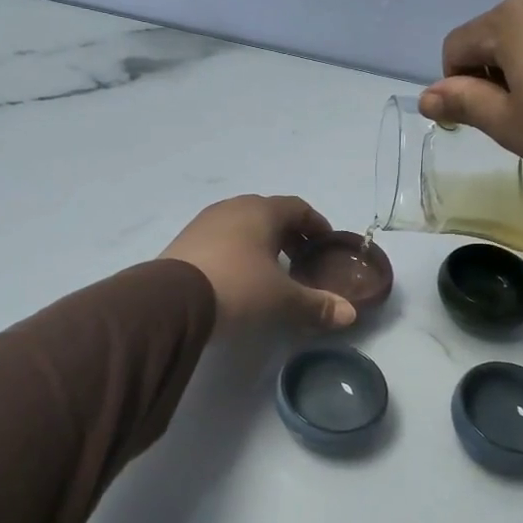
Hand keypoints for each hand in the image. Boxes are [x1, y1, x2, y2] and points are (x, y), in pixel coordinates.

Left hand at [161, 195, 358, 333]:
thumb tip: (350, 314)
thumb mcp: (282, 300)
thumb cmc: (237, 287)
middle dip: (289, 234)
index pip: (298, 207)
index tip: (326, 242)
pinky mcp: (184, 241)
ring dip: (261, 242)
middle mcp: (232, 208)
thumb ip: (317, 305)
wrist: (171, 300)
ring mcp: (204, 222)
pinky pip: (221, 239)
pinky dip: (237, 251)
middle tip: (301, 260)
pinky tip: (238, 276)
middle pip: (269, 214)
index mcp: (261, 211)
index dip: (316, 224)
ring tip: (270, 270)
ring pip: (242, 225)